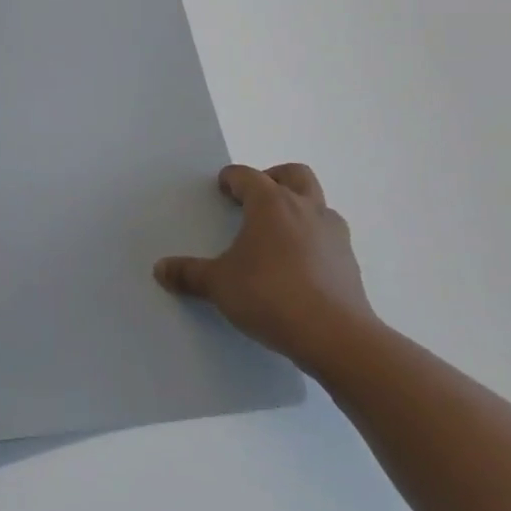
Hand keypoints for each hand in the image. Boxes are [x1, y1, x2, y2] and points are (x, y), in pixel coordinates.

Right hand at [153, 163, 373, 374]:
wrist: (335, 336)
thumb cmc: (269, 295)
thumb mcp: (219, 285)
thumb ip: (189, 274)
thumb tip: (160, 269)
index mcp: (271, 204)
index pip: (248, 176)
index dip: (232, 179)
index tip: (221, 188)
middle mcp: (306, 209)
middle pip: (294, 174)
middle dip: (273, 179)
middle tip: (254, 199)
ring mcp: (334, 234)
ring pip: (317, 204)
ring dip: (298, 209)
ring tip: (276, 235)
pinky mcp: (350, 262)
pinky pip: (328, 237)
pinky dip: (312, 240)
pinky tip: (297, 267)